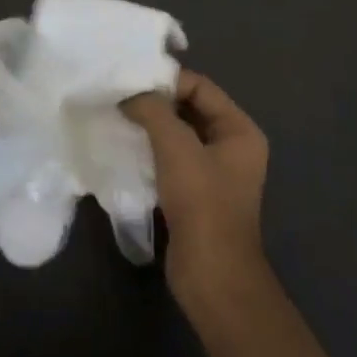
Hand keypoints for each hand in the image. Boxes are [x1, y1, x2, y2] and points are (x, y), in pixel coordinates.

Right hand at [122, 70, 269, 300]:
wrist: (212, 276)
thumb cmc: (202, 203)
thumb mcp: (175, 146)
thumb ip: (152, 109)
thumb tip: (129, 93)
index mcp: (239, 130)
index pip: (199, 87)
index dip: (166, 81)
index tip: (130, 82)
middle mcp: (231, 146)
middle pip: (188, 108)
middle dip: (155, 102)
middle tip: (119, 97)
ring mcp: (213, 172)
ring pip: (177, 134)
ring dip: (150, 126)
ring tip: (118, 118)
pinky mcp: (195, 194)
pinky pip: (170, 159)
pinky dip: (150, 150)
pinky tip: (125, 147)